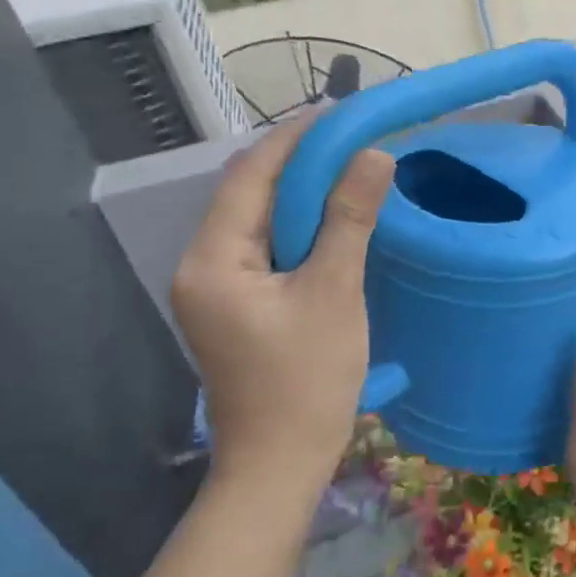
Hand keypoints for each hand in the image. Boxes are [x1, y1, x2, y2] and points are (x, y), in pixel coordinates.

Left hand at [172, 113, 393, 490]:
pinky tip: (335, 223)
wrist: (279, 464)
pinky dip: (300, 229)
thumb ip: (350, 220)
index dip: (295, 138)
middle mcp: (202, 265)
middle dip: (300, 163)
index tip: (340, 113)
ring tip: (350, 171)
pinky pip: (266, 250)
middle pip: (251, 195)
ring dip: (303, 196)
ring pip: (260, 222)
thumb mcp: (335, 293)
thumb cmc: (306, 381)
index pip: (251, 176)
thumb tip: (373, 155)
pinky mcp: (236, 307)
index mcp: (213, 259)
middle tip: (354, 140)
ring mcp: (216, 289)